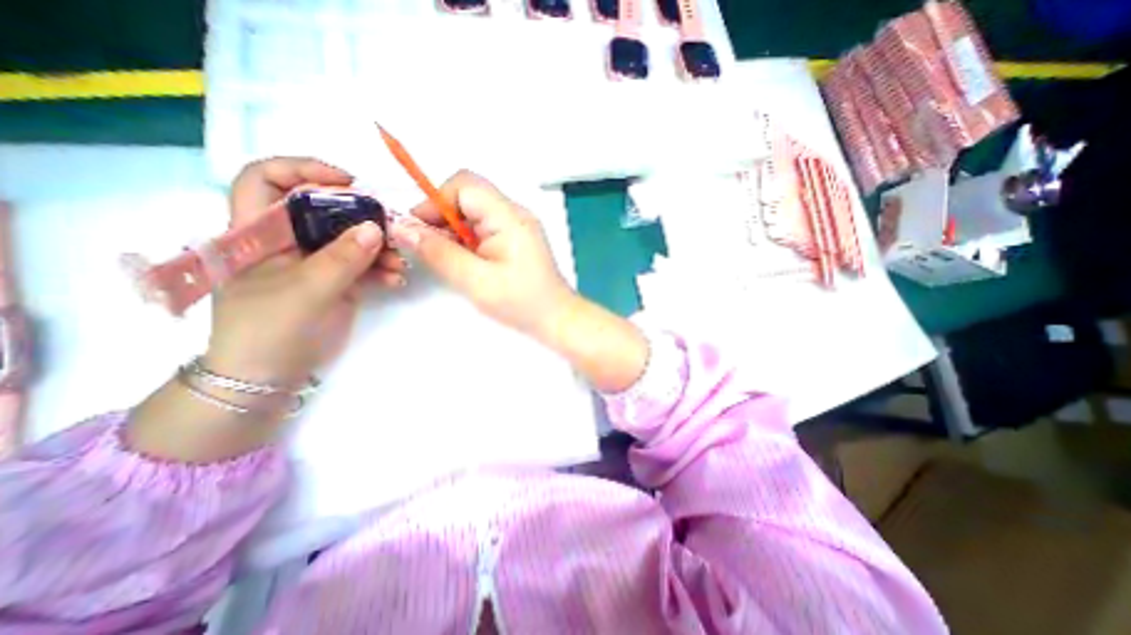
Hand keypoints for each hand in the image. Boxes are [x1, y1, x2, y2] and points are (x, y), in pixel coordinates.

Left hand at [207, 159, 407, 387]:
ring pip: (349, 239)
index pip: (267, 181)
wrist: (268, 376)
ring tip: (400, 264)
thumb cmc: (268, 329)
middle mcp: (287, 240)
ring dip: (379, 249)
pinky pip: (361, 265)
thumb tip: (376, 227)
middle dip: (360, 218)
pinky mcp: (334, 280)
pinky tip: (396, 280)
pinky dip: (380, 270)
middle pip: (325, 211)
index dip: (304, 171)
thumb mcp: (305, 290)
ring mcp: (314, 261)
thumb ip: (341, 258)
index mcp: (257, 232)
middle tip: (391, 228)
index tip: (348, 182)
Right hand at [386, 168, 574, 337]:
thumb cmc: (521, 303)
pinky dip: (466, 239)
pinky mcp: (515, 238)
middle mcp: (515, 214)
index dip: (435, 201)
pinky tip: (465, 260)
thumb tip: (401, 228)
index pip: (464, 185)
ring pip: (473, 213)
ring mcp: (517, 226)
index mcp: (509, 217)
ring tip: (448, 258)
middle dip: (441, 216)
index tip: (418, 229)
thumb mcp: (476, 281)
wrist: (556, 318)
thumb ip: (439, 253)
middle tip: (429, 246)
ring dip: (453, 230)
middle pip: (468, 196)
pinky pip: (483, 227)